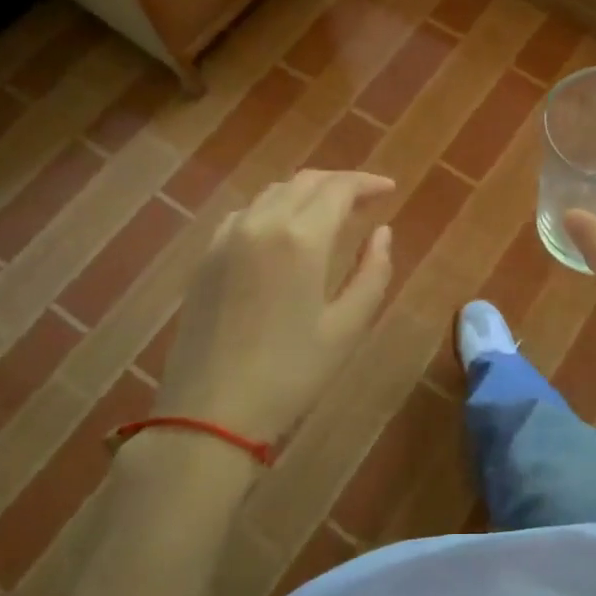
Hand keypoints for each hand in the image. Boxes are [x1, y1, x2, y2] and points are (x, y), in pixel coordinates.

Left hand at [155, 170, 393, 442]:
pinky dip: (273, 208)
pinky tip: (283, 230)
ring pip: (273, 192)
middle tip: (366, 199)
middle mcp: (261, 223)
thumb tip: (382, 232)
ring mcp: (227, 237)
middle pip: (305, 182)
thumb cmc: (291, 374)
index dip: (367, 183)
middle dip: (340, 183)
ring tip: (330, 212)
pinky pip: (246, 213)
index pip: (339, 188)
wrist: (209, 414)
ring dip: (307, 192)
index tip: (390, 189)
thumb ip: (373, 272)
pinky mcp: (206, 256)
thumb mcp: (347, 328)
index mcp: (300, 238)